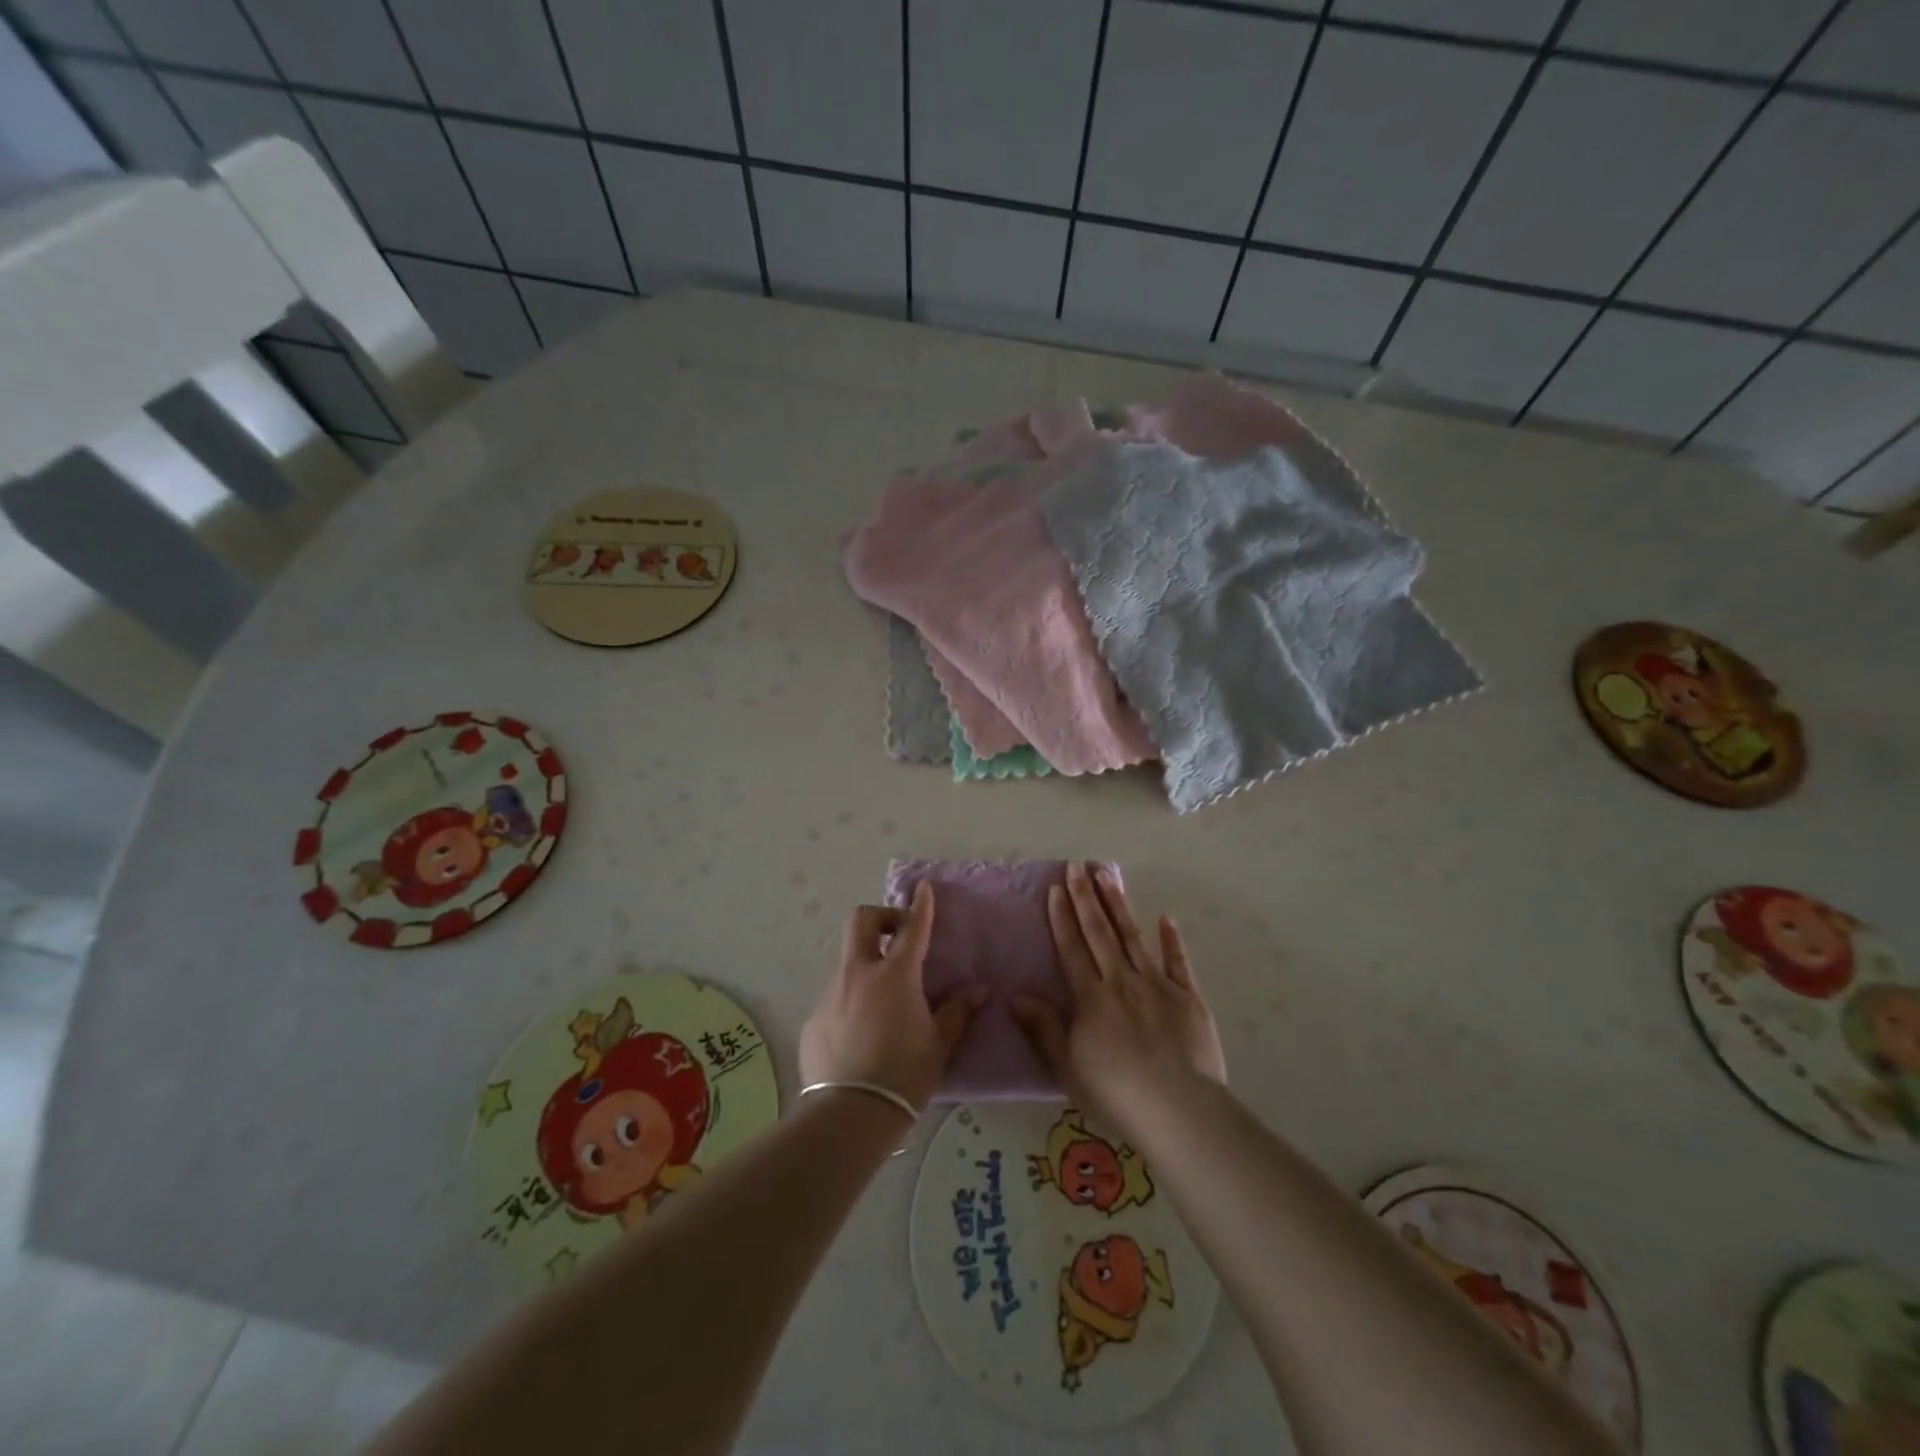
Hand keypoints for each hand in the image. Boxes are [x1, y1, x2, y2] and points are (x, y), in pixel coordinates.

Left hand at [800, 882, 986, 1112]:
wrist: (849, 1114)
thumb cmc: (904, 1075)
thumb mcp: (938, 1044)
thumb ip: (957, 1011)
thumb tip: (979, 990)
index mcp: (895, 975)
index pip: (913, 927)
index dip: (920, 905)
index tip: (924, 888)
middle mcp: (859, 973)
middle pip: (862, 921)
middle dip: (881, 916)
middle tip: (898, 936)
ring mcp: (832, 993)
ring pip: (848, 961)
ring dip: (867, 965)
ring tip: (883, 1000)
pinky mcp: (814, 1017)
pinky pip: (836, 996)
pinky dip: (851, 1000)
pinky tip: (860, 1033)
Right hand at [1011, 862, 1225, 1132]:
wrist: (1179, 1109)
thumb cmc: (1115, 1093)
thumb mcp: (1066, 1066)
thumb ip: (1042, 1027)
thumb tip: (1014, 994)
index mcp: (1091, 997)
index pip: (1072, 948)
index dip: (1062, 917)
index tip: (1055, 888)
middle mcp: (1121, 980)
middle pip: (1100, 932)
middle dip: (1086, 897)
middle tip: (1078, 865)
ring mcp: (1157, 985)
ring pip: (1133, 937)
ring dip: (1118, 905)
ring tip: (1108, 875)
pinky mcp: (1188, 997)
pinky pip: (1178, 962)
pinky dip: (1171, 939)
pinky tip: (1165, 918)